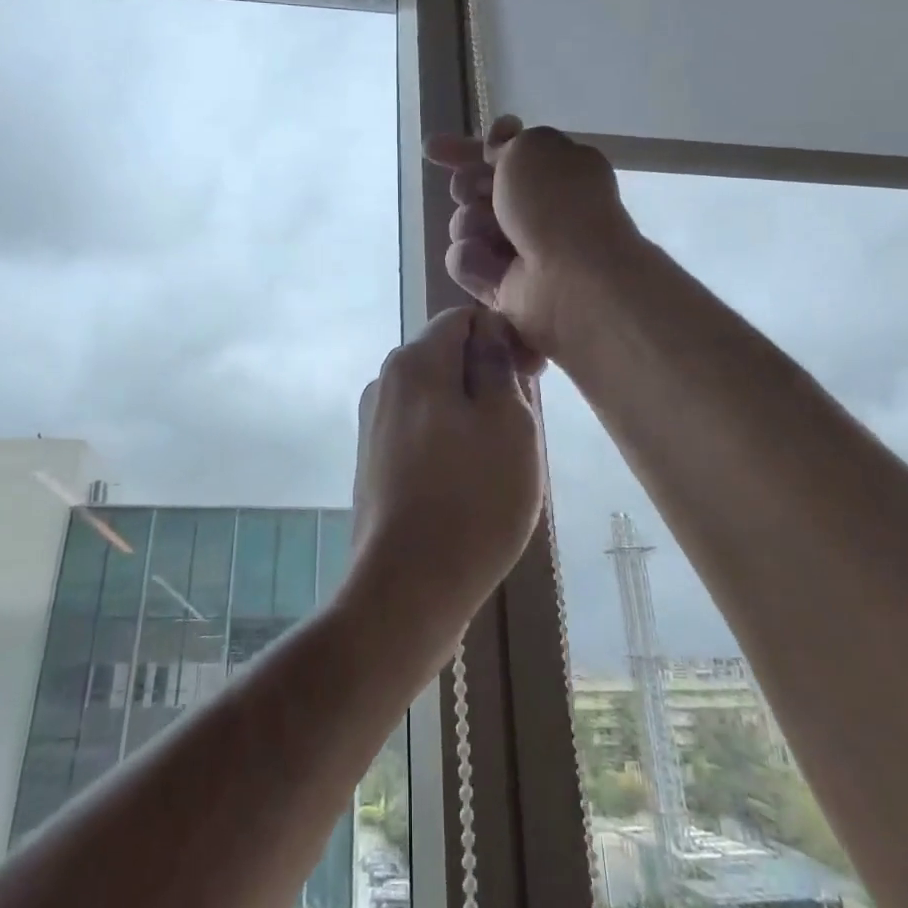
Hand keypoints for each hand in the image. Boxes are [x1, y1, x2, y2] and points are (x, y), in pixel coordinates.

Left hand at [350, 306, 542, 624]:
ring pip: (436, 396)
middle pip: (447, 356)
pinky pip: (420, 430)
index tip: (534, 379)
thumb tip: (489, 331)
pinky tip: (468, 482)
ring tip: (499, 459)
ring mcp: (373, 424)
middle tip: (523, 425)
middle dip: (488, 377)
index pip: (464, 318)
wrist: (406, 589)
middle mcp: (384, 382)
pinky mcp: (372, 462)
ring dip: (471, 412)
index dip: (505, 337)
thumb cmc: (472, 499)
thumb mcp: (508, 423)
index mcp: (414, 361)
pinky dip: (449, 440)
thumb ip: (498, 365)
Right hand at [425, 117, 639, 358]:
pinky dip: (474, 261)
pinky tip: (494, 268)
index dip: (469, 148)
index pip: (503, 152)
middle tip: (477, 193)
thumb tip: (495, 146)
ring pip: (465, 224)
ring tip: (495, 235)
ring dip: (471, 224)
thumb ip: (507, 141)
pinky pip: (464, 261)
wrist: (572, 279)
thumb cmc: (557, 204)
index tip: (434, 149)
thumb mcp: (533, 148)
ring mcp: (518, 248)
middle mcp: (538, 208)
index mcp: (556, 169)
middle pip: (476, 188)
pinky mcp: (500, 285)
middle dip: (467, 187)